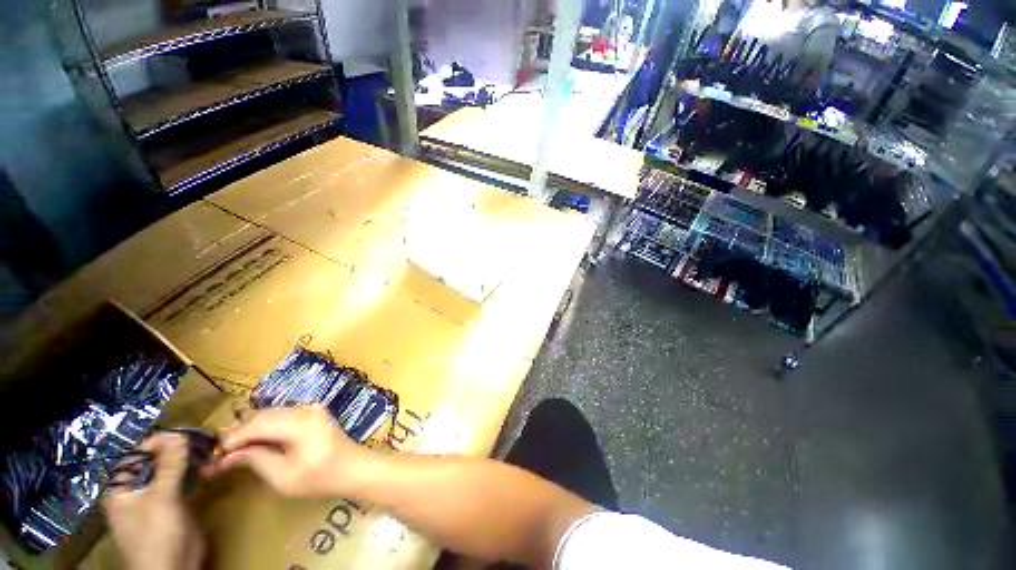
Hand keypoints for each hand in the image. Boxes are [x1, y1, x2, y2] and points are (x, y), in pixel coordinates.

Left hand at [104, 433, 204, 569]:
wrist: (173, 569)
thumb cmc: (156, 534)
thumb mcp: (161, 498)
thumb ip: (169, 466)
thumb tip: (178, 434)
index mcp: (122, 489)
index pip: (135, 455)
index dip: (155, 442)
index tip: (181, 432)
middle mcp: (136, 491)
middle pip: (153, 462)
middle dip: (174, 450)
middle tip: (198, 438)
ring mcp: (155, 499)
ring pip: (169, 472)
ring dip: (186, 460)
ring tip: (205, 448)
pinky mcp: (173, 506)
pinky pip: (181, 482)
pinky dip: (192, 472)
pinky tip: (206, 465)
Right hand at [213, 405, 376, 497]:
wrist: (354, 468)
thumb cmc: (320, 478)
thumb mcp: (283, 476)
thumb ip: (255, 460)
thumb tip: (226, 455)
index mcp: (300, 422)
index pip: (256, 424)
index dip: (232, 439)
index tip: (212, 455)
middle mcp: (305, 409)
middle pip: (263, 416)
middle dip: (239, 434)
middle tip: (218, 454)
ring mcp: (311, 409)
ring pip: (271, 414)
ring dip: (251, 430)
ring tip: (232, 450)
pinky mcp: (313, 413)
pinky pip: (282, 416)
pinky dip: (265, 428)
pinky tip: (255, 443)